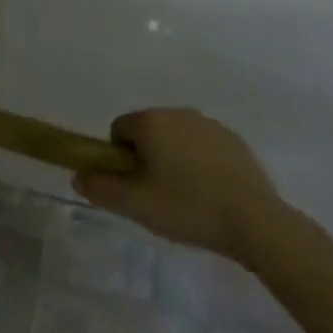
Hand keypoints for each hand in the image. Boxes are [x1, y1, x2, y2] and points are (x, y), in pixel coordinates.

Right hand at [73, 109, 290, 261]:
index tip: (136, 187)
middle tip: (159, 198)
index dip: (121, 160)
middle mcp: (177, 112)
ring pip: (176, 139)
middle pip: (148, 132)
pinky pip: (203, 147)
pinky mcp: (233, 140)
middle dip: (148, 159)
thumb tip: (78, 175)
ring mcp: (208, 124)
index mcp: (151, 121)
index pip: (119, 130)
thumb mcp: (137, 205)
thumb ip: (101, 188)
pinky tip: (213, 195)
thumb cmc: (188, 207)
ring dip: (174, 161)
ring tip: (188, 200)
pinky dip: (201, 164)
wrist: (255, 220)